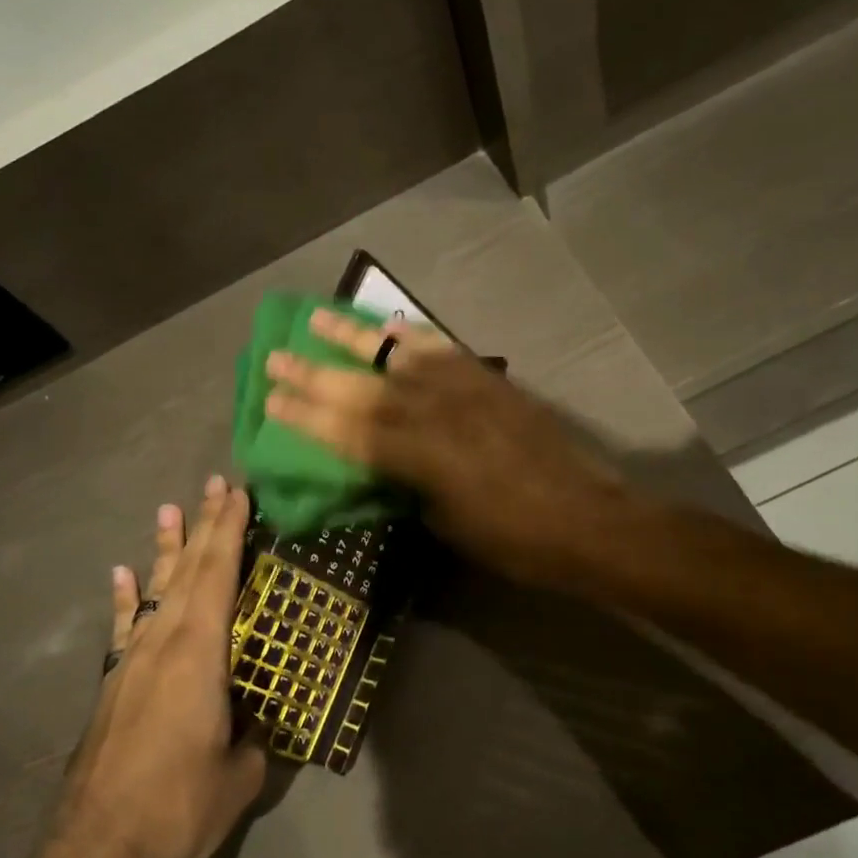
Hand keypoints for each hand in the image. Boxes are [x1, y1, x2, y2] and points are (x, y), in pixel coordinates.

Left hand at [55, 476, 265, 857]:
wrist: (95, 851)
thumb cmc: (177, 807)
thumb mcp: (240, 777)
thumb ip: (253, 741)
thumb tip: (258, 725)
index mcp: (201, 653)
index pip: (219, 575)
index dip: (230, 531)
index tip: (239, 493)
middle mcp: (164, 643)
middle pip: (189, 570)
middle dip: (205, 525)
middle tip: (216, 484)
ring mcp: (132, 660)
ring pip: (156, 589)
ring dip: (167, 548)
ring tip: (170, 510)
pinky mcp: (113, 683)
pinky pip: (124, 626)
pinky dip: (126, 597)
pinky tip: (124, 574)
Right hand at [263, 309, 631, 592]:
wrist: (587, 519)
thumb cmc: (513, 540)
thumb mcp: (446, 524)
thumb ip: (408, 487)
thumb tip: (383, 466)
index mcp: (419, 457)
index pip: (348, 431)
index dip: (306, 416)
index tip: (269, 400)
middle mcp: (435, 412)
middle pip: (362, 388)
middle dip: (314, 373)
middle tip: (275, 355)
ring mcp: (464, 389)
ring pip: (398, 355)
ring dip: (354, 337)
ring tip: (318, 317)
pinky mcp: (489, 380)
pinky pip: (443, 349)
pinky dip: (412, 335)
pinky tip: (388, 326)